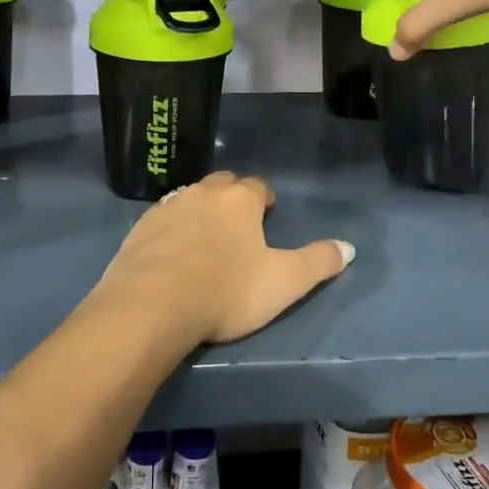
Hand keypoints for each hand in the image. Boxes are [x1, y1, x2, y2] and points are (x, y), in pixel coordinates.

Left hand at [91, 172, 353, 344]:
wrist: (151, 304)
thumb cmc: (226, 290)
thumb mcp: (284, 282)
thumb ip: (318, 262)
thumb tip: (349, 247)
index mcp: (239, 200)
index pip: (257, 186)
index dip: (264, 199)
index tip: (267, 214)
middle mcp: (202, 193)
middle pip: (221, 184)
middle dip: (231, 197)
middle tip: (238, 223)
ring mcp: (167, 208)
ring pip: (189, 198)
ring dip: (199, 211)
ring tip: (205, 237)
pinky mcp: (138, 228)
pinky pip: (161, 220)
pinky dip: (171, 229)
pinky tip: (171, 251)